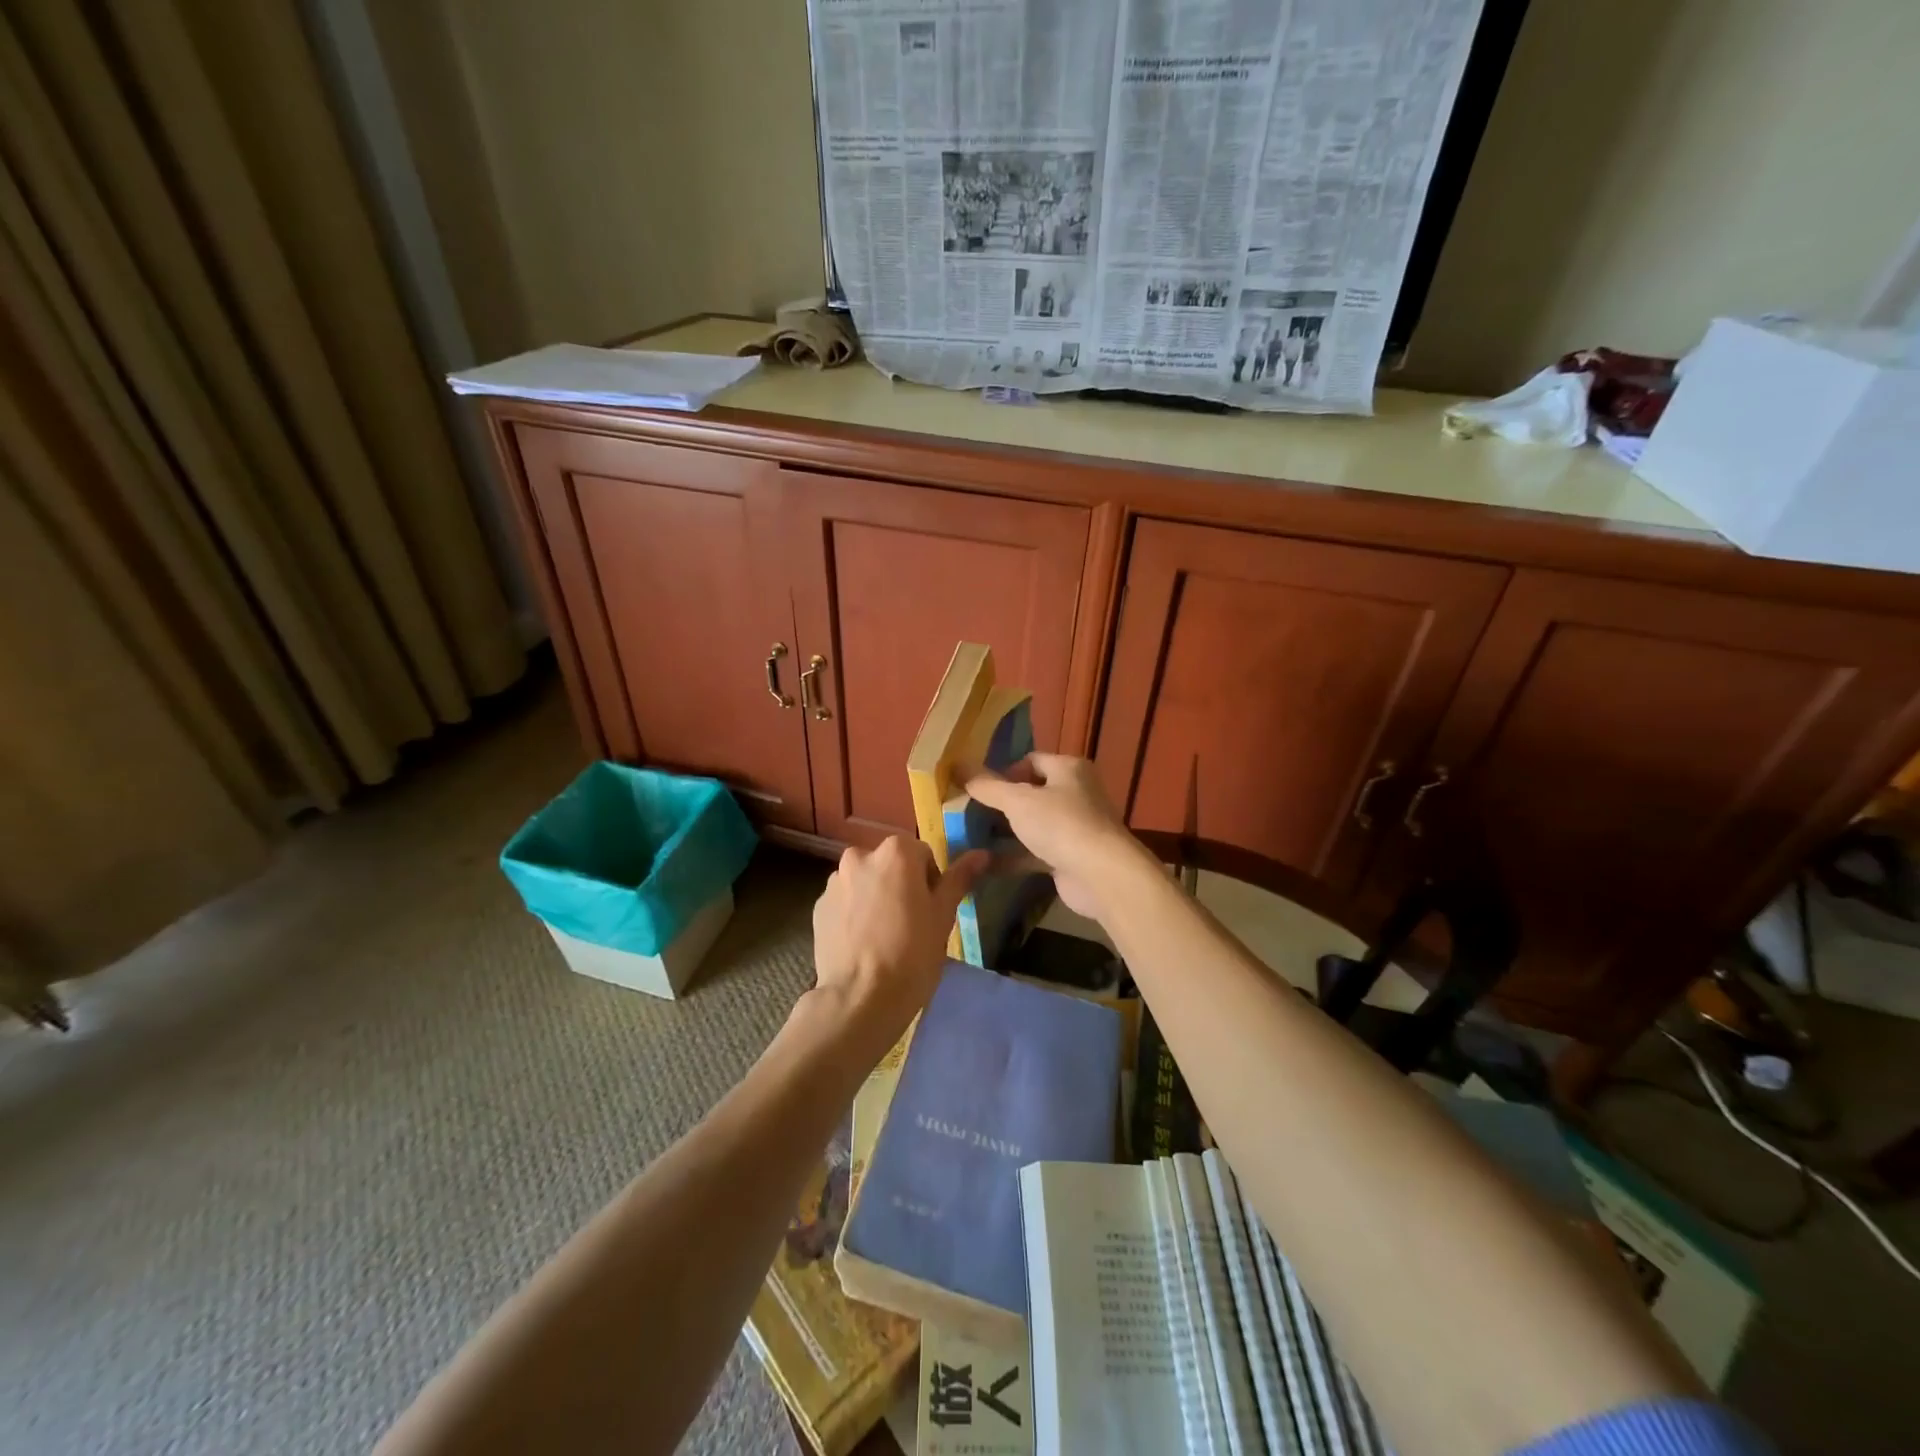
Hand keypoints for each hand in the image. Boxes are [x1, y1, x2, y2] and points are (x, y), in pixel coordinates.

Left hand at [811, 837, 987, 1052]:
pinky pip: (844, 902)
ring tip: (883, 937)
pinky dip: (854, 914)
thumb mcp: (943, 915)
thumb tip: (982, 854)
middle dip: (900, 886)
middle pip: (890, 865)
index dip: (930, 882)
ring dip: (875, 898)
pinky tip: (863, 944)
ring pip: (865, 883)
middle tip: (910, 924)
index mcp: (895, 852)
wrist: (860, 998)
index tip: (931, 911)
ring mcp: (834, 882)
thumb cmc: (912, 953)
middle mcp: (860, 856)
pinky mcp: (818, 907)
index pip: (922, 854)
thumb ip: (960, 878)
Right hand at [963, 754, 1147, 920]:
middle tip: (967, 813)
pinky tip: (984, 864)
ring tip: (969, 837)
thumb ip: (987, 786)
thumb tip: (957, 765)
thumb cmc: (1061, 824)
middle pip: (1030, 793)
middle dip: (1000, 804)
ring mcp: (1073, 827)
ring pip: (1031, 824)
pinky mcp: (1069, 857)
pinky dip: (1012, 857)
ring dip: (1004, 832)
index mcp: (1069, 769)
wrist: (1101, 876)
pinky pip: (1034, 852)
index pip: (1031, 760)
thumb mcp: (1018, 801)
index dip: (1003, 771)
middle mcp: (1075, 793)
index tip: (977, 788)